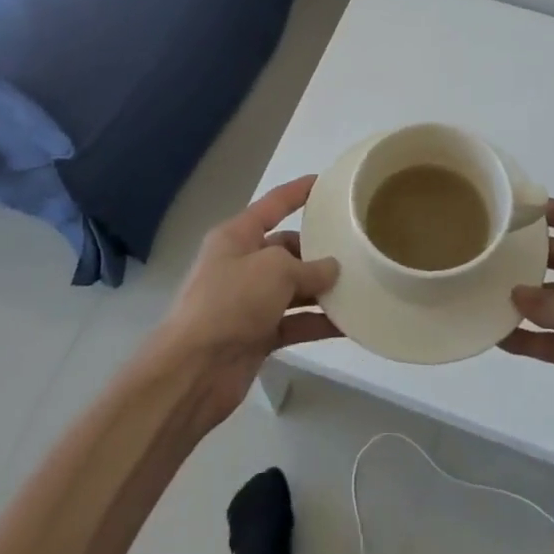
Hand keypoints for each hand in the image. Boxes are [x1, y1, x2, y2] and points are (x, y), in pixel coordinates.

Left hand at [158, 176, 341, 428]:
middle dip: (318, 251)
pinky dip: (318, 322)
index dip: (298, 192)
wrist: (193, 371)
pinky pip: (294, 322)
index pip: (273, 205)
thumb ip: (308, 266)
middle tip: (355, 249)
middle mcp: (242, 265)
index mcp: (236, 236)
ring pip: (293, 289)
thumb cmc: (230, 302)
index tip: (325, 183)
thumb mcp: (274, 270)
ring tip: (360, 284)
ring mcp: (249, 303)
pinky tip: (348, 323)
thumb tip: (330, 269)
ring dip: (322, 290)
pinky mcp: (257, 337)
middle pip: (286, 250)